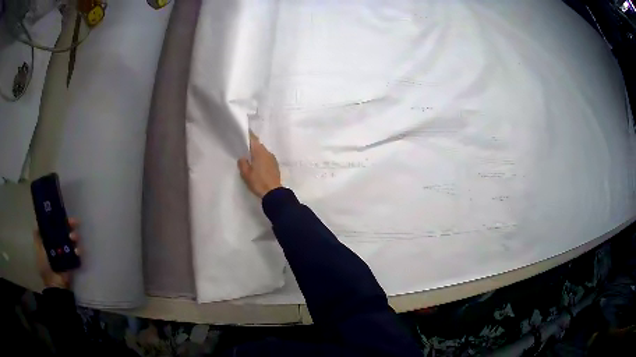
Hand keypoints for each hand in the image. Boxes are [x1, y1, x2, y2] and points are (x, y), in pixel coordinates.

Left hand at [34, 218, 80, 289]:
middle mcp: (59, 242)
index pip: (56, 224)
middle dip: (70, 224)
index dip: (60, 218)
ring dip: (75, 236)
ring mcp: (67, 251)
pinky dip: (79, 249)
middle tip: (74, 222)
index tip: (63, 214)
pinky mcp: (74, 260)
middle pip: (66, 229)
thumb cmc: (45, 265)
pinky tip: (77, 251)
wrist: (55, 284)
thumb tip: (38, 222)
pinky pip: (78, 252)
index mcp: (51, 238)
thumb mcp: (39, 249)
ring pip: (73, 239)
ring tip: (73, 238)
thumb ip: (38, 236)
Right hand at [238, 132, 281, 197]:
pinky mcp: (275, 165)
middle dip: (251, 145)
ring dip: (256, 152)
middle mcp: (267, 152)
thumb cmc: (258, 182)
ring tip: (248, 157)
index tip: (242, 133)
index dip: (248, 135)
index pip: (253, 139)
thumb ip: (242, 163)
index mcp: (260, 152)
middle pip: (258, 145)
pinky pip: (266, 158)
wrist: (273, 193)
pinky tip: (256, 164)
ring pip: (262, 151)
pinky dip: (260, 158)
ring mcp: (272, 159)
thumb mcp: (246, 173)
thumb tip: (242, 157)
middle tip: (242, 147)